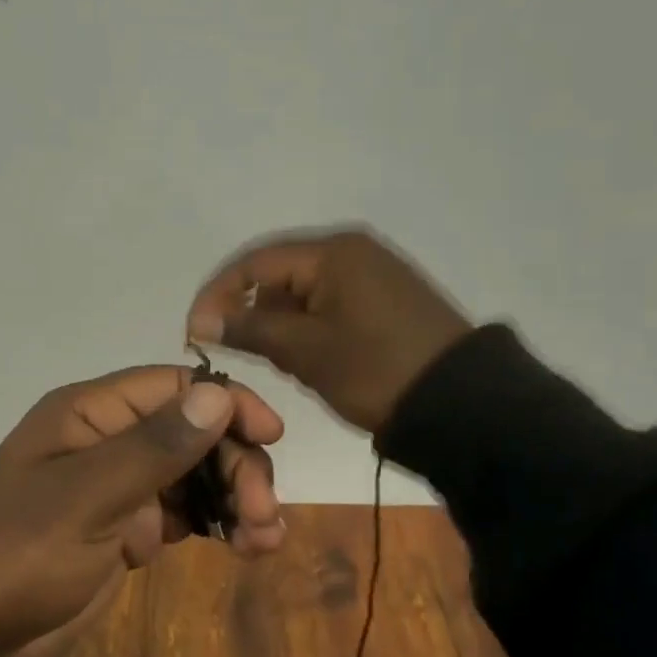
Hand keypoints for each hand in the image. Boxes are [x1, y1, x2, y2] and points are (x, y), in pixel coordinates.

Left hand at [0, 366, 285, 656]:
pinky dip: (218, 524)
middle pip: (194, 431)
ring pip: (196, 472)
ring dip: (235, 496)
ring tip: (263, 539)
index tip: (270, 436)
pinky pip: (185, 512)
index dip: (226, 403)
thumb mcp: (86, 499)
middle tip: (260, 513)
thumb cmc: (21, 553)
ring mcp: (121, 485)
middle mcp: (110, 439)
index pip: (174, 387)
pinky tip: (248, 547)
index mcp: (90, 414)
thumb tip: (217, 395)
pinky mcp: (129, 526)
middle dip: (235, 465)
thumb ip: (153, 448)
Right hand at [186, 227, 473, 434]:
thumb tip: (200, 321)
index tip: (194, 333)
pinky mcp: (385, 300)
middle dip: (254, 313)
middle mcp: (352, 251)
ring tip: (284, 364)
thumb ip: (249, 329)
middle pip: (279, 275)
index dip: (217, 295)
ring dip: (282, 325)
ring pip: (303, 294)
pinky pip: (329, 306)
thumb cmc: (375, 370)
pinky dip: (309, 329)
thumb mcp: (305, 351)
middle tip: (243, 354)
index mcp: (333, 252)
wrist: (462, 405)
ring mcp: (372, 275)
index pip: (254, 263)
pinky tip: (311, 360)